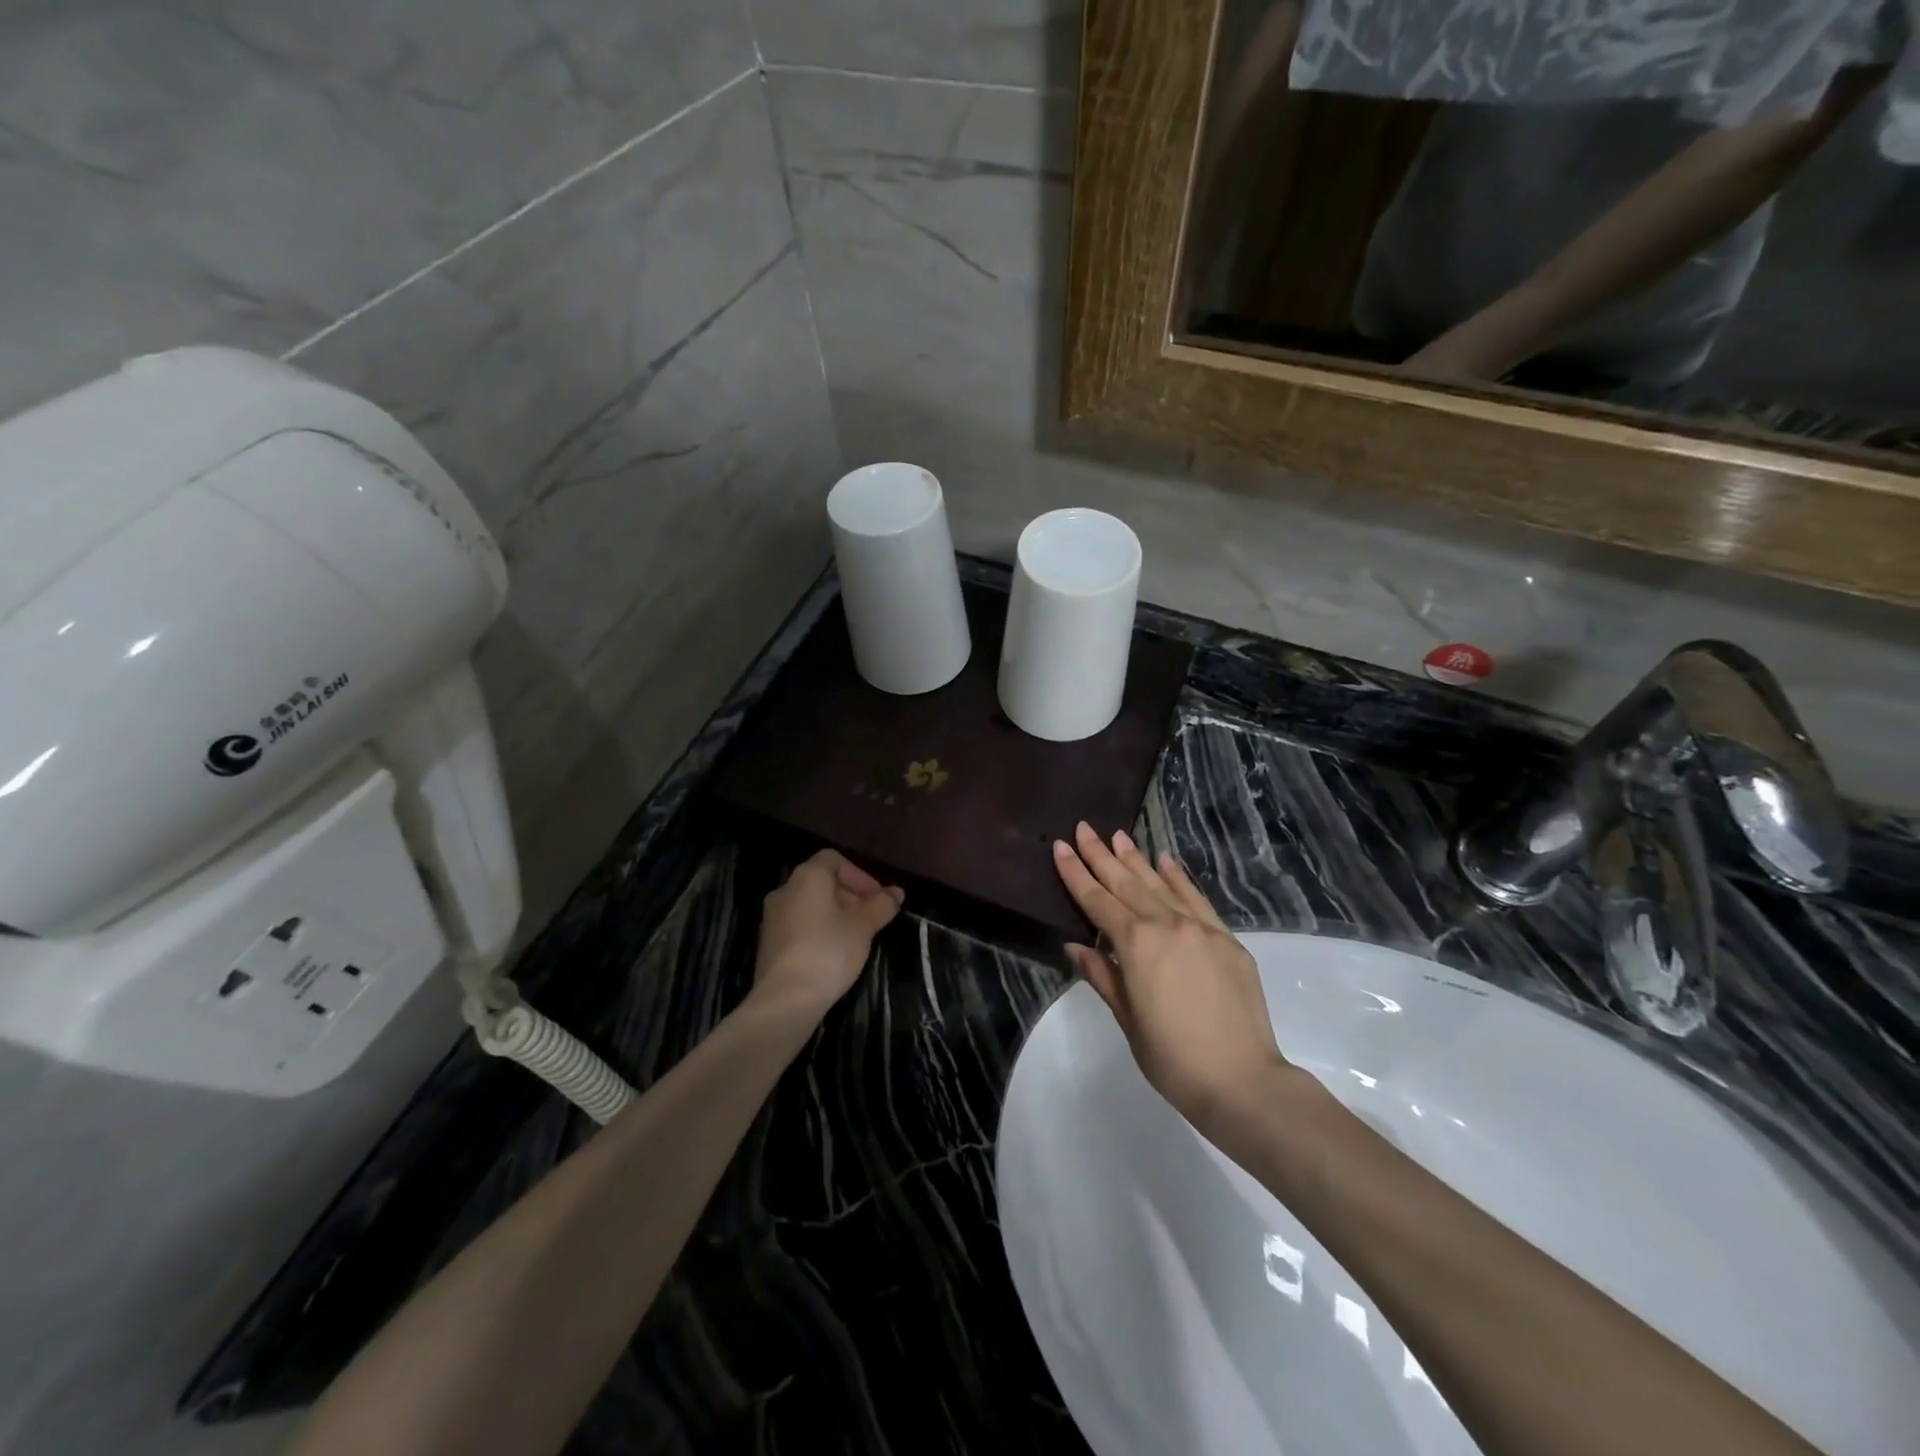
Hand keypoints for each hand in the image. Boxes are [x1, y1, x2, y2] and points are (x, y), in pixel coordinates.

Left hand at [753, 850, 903, 1020]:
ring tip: (856, 937)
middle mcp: (785, 890)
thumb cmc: (828, 951)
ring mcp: (772, 918)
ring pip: (810, 904)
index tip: (876, 898)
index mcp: (807, 878)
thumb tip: (897, 892)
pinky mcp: (769, 943)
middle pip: (822, 881)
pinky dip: (818, 929)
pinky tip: (833, 953)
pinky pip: (799, 924)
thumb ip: (881, 905)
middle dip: (850, 895)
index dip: (859, 875)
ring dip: (835, 914)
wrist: (785, 999)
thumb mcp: (863, 927)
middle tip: (872, 918)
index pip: (833, 859)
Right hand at [1053, 823, 1289, 1133]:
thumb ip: (1102, 975)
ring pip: (1160, 884)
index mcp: (1136, 945)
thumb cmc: (1172, 1059)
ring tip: (1118, 835)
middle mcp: (1167, 925)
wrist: (1242, 1081)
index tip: (1060, 846)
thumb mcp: (1127, 1019)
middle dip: (1102, 855)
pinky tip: (1165, 861)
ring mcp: (1201, 928)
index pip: (1097, 901)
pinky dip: (1179, 878)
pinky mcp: (1227, 939)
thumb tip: (1075, 946)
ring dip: (1136, 859)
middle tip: (1084, 828)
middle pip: (1127, 883)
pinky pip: (1197, 899)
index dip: (1076, 873)